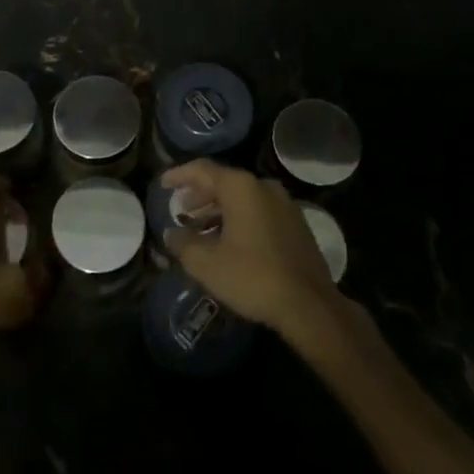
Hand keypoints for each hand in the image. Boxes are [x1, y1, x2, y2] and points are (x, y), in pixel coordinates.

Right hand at [160, 160, 340, 333]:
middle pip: (224, 182)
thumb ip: (183, 243)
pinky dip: (239, 218)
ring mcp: (284, 204)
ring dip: (219, 210)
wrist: (309, 304)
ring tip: (200, 229)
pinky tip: (229, 241)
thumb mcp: (207, 263)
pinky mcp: (296, 223)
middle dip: (199, 195)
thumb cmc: (252, 277)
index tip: (163, 184)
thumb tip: (171, 233)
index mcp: (241, 187)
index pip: (202, 169)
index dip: (179, 175)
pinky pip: (259, 211)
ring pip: (243, 198)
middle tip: (181, 211)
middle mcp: (264, 186)